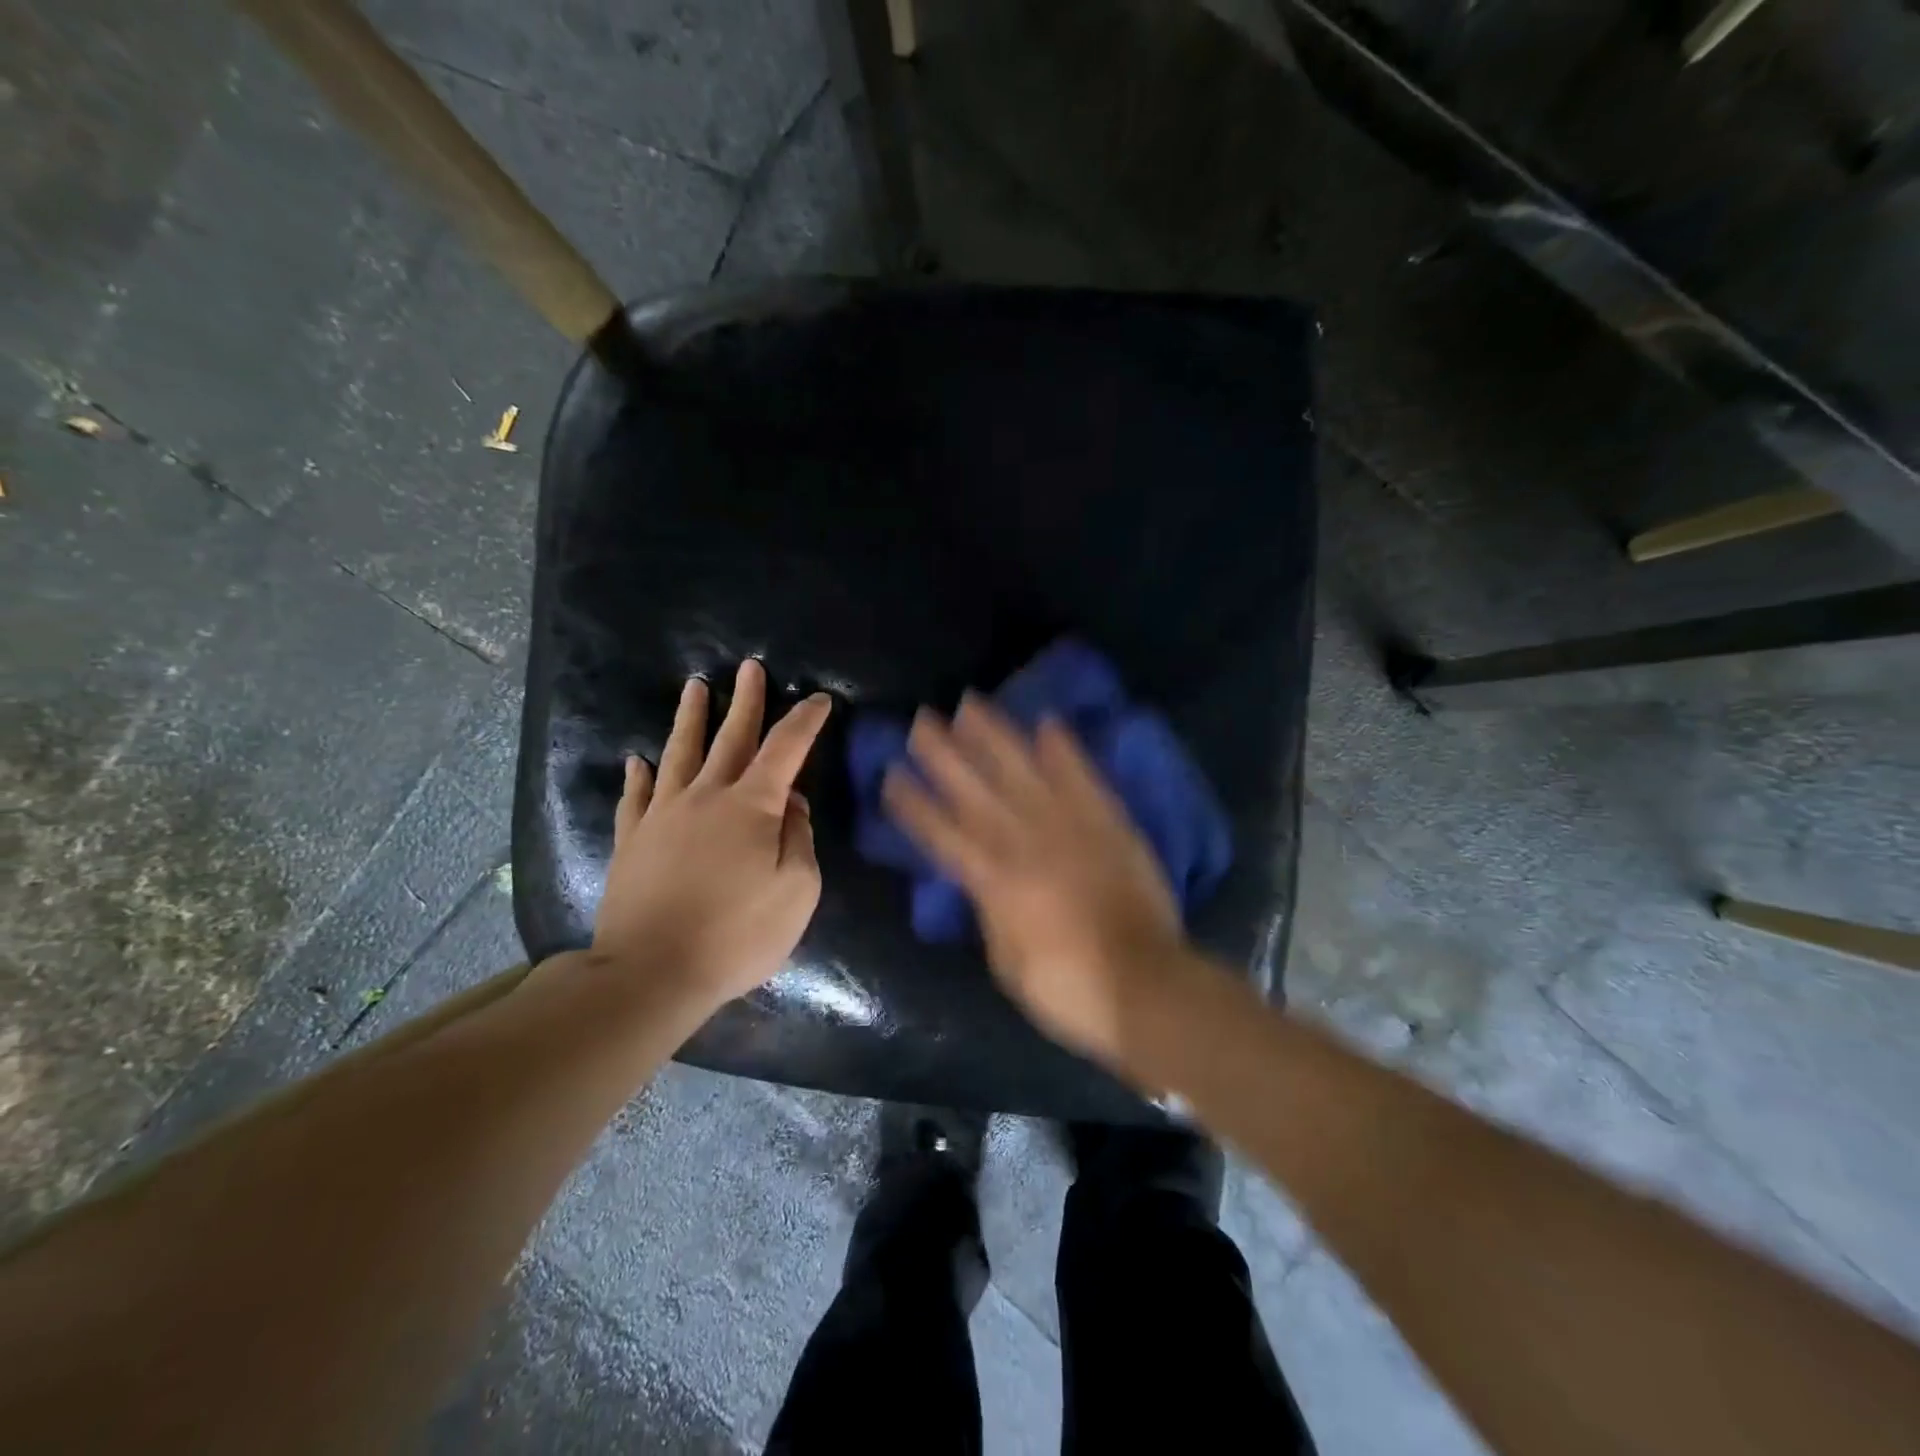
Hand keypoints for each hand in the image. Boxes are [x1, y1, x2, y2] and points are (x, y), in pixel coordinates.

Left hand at [591, 659, 831, 1013]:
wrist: (652, 972)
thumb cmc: (737, 934)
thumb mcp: (797, 891)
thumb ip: (799, 839)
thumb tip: (791, 805)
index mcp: (752, 806)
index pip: (786, 749)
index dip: (805, 721)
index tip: (819, 700)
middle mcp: (706, 796)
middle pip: (730, 737)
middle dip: (746, 700)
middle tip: (750, 667)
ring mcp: (663, 815)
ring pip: (679, 753)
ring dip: (691, 718)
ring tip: (695, 688)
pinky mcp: (633, 840)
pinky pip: (636, 796)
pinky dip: (640, 774)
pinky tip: (639, 760)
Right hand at [882, 693, 1195, 1069]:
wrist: (1146, 986)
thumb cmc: (1069, 989)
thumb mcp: (1008, 962)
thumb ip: (990, 912)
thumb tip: (982, 881)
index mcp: (995, 882)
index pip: (943, 834)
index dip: (914, 804)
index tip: (892, 774)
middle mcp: (1026, 843)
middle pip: (976, 790)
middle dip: (944, 754)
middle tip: (921, 720)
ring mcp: (1070, 827)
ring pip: (1023, 771)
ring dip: (995, 736)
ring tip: (971, 705)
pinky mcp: (1109, 823)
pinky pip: (1083, 778)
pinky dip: (1065, 749)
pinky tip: (1048, 722)